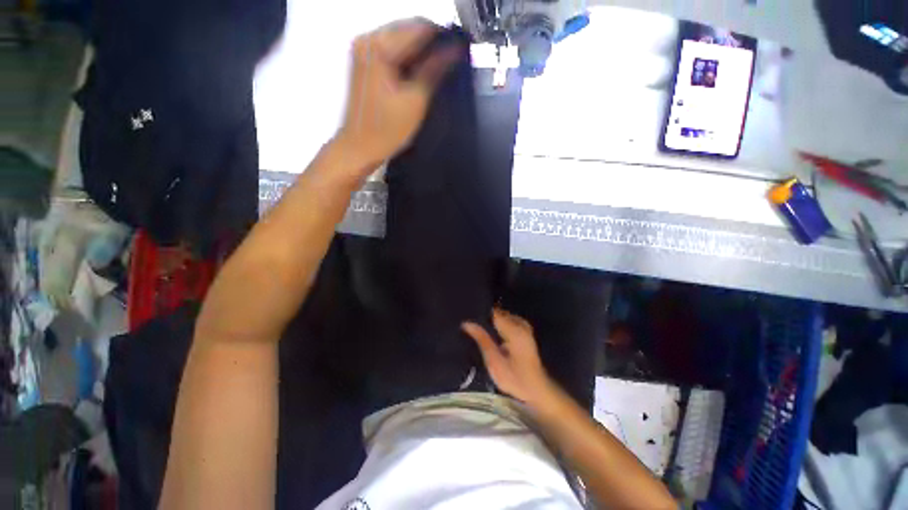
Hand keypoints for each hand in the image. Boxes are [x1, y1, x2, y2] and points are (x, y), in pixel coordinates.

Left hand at [335, 18, 460, 180]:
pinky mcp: (365, 61)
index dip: (443, 38)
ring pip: (403, 40)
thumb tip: (454, 50)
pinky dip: (409, 60)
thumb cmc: (385, 130)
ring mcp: (364, 50)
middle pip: (409, 29)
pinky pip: (393, 51)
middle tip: (449, 65)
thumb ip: (435, 70)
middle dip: (432, 45)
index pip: (420, 27)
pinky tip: (419, 76)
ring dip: (421, 54)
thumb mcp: (416, 100)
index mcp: (378, 47)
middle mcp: (367, 40)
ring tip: (437, 73)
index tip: (459, 51)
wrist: (360, 147)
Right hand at [462, 309, 555, 406]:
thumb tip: (466, 323)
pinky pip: (508, 321)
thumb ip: (481, 339)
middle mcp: (520, 324)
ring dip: (492, 321)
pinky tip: (492, 333)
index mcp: (514, 329)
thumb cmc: (514, 378)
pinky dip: (499, 324)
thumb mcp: (494, 361)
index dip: (480, 313)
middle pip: (499, 312)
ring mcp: (524, 327)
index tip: (467, 316)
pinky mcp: (525, 332)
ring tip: (478, 328)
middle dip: (485, 317)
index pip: (494, 312)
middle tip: (470, 324)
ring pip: (503, 316)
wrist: (536, 390)